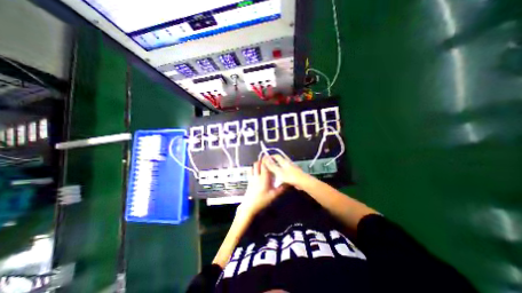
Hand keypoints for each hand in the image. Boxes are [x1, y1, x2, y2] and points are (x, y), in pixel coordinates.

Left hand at [238, 158, 286, 217]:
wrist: (249, 207)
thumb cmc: (262, 201)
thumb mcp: (273, 196)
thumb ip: (281, 189)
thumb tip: (288, 183)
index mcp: (263, 178)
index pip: (264, 165)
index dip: (266, 159)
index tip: (270, 157)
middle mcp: (256, 176)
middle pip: (257, 164)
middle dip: (261, 160)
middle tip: (267, 161)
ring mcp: (251, 178)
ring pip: (253, 167)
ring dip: (257, 164)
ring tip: (262, 166)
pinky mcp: (249, 181)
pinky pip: (250, 172)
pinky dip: (253, 169)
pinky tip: (257, 172)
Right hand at [264, 154, 311, 188]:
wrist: (303, 182)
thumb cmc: (290, 176)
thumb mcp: (279, 171)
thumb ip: (272, 165)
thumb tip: (266, 158)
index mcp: (284, 161)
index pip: (276, 156)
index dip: (271, 157)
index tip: (265, 160)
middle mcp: (288, 162)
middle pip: (280, 160)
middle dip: (274, 162)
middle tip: (268, 166)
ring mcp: (292, 167)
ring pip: (283, 165)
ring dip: (278, 167)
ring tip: (273, 172)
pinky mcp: (294, 172)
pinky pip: (286, 170)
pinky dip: (282, 172)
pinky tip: (280, 177)